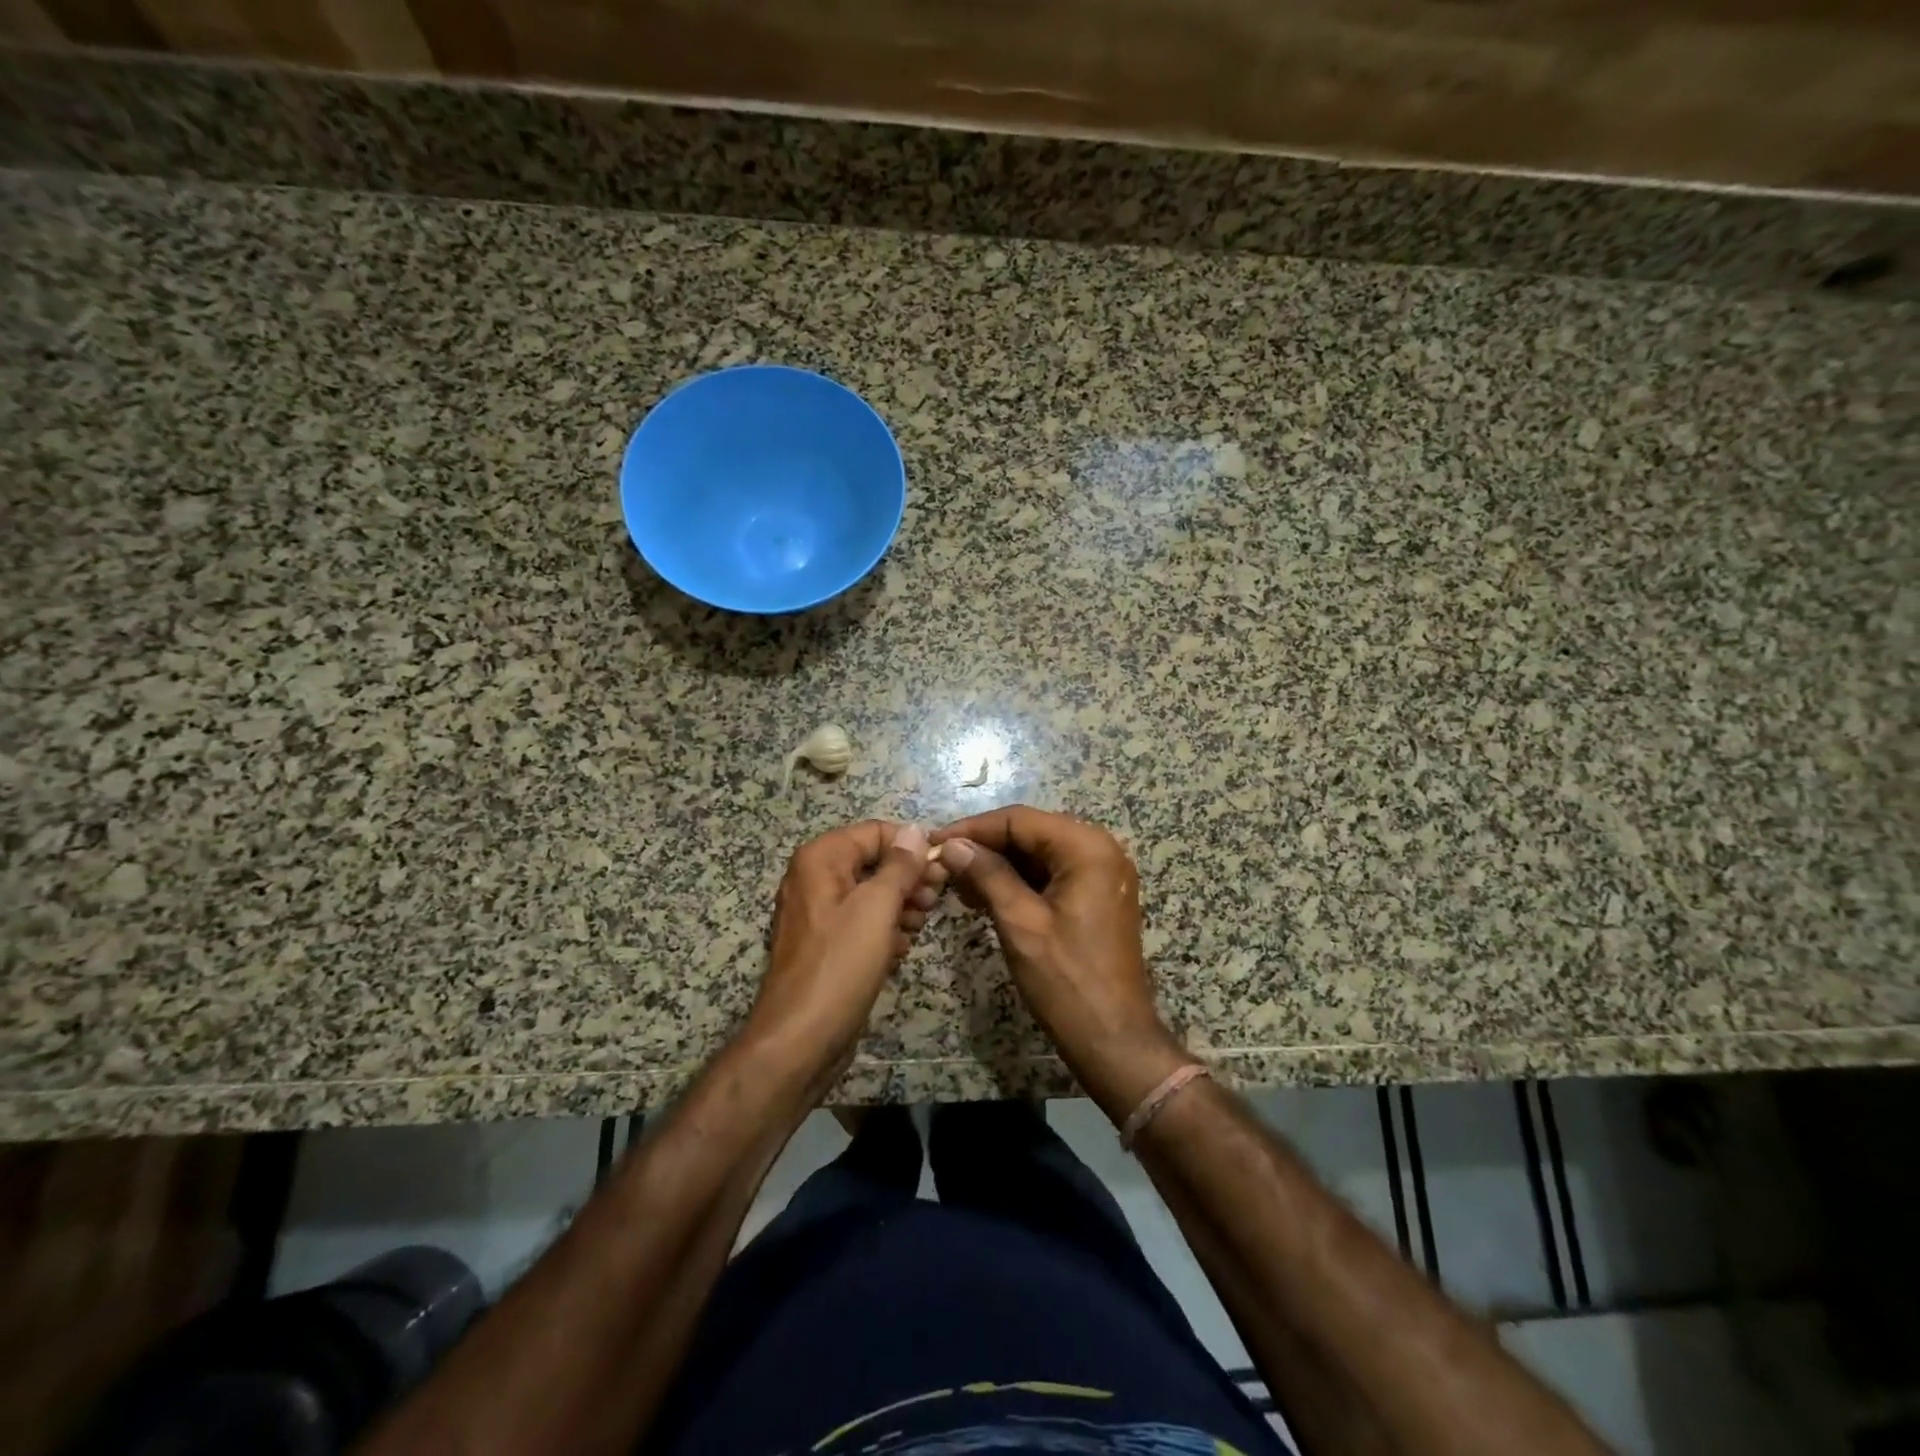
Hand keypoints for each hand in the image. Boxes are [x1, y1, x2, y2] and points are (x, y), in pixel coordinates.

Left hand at [745, 821, 942, 1099]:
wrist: (800, 1040)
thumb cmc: (840, 964)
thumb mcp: (877, 908)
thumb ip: (899, 866)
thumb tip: (914, 831)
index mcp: (820, 859)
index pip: (875, 832)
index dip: (911, 845)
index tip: (943, 867)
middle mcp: (815, 879)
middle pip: (873, 862)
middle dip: (908, 878)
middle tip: (935, 900)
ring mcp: (819, 914)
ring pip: (871, 894)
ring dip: (901, 905)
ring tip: (919, 925)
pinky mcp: (828, 945)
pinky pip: (862, 923)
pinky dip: (885, 930)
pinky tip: (901, 948)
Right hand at [931, 806, 1189, 1120]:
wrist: (1113, 1039)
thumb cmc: (1066, 980)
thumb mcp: (1020, 923)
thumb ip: (986, 874)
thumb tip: (952, 845)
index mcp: (1087, 848)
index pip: (1020, 820)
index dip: (973, 828)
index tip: (934, 842)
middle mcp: (1100, 850)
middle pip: (1030, 832)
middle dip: (985, 847)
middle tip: (943, 865)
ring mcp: (1101, 874)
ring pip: (1038, 854)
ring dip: (998, 865)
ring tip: (957, 883)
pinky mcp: (1096, 896)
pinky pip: (1051, 875)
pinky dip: (1018, 882)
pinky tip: (985, 897)